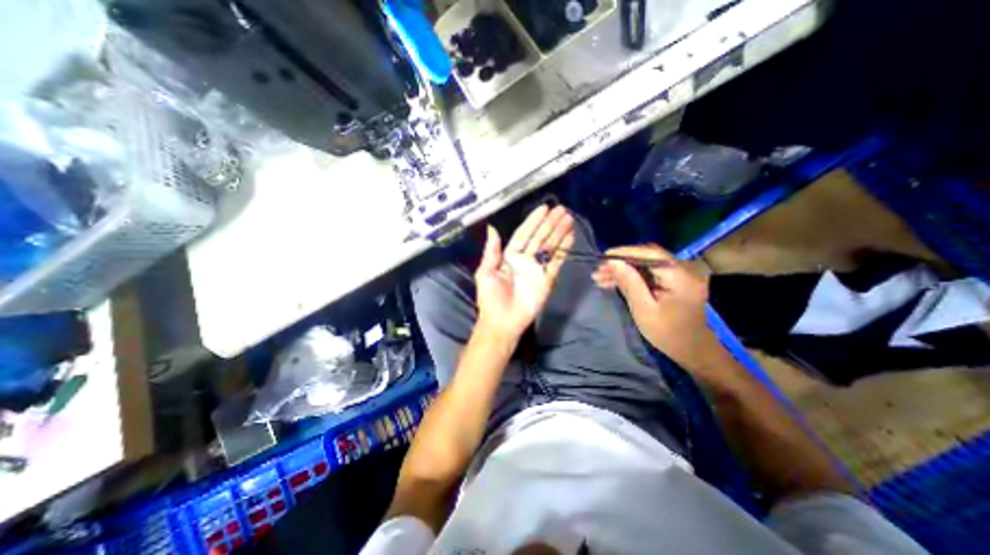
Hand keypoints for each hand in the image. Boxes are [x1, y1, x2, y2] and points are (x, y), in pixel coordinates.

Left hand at [476, 204, 577, 336]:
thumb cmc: (491, 298)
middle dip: (550, 224)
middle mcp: (525, 259)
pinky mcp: (547, 279)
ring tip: (569, 219)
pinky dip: (564, 249)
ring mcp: (537, 268)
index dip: (533, 221)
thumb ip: (491, 251)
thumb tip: (491, 228)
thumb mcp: (486, 272)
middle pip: (540, 237)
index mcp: (510, 256)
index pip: (524, 234)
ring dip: (559, 233)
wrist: (503, 321)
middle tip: (562, 210)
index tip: (544, 209)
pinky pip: (556, 262)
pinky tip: (570, 237)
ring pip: (550, 247)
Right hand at [590, 244, 715, 364]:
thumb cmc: (668, 334)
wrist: (693, 350)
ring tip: (601, 277)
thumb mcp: (644, 311)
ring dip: (624, 269)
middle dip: (621, 263)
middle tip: (599, 271)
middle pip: (647, 257)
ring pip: (646, 264)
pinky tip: (615, 282)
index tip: (604, 257)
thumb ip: (630, 284)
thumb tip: (613, 262)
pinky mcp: (675, 280)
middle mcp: (684, 270)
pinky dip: (632, 275)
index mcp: (681, 277)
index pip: (650, 254)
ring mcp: (681, 274)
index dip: (625, 252)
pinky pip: (650, 272)